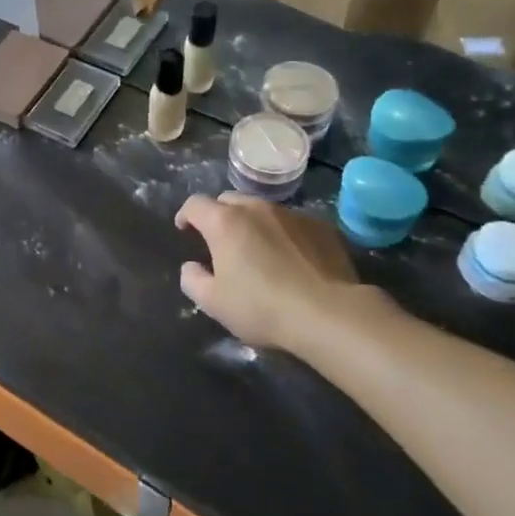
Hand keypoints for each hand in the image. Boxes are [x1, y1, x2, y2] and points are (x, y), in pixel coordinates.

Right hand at [174, 193, 393, 357]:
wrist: (330, 315)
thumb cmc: (262, 307)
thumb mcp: (214, 303)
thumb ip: (193, 280)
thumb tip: (191, 267)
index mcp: (224, 222)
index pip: (195, 204)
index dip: (185, 215)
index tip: (185, 230)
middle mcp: (256, 208)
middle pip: (229, 200)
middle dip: (219, 215)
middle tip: (221, 241)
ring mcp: (292, 214)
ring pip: (263, 210)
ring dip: (253, 223)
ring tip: (259, 249)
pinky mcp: (321, 227)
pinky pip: (293, 223)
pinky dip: (284, 234)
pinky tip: (292, 259)